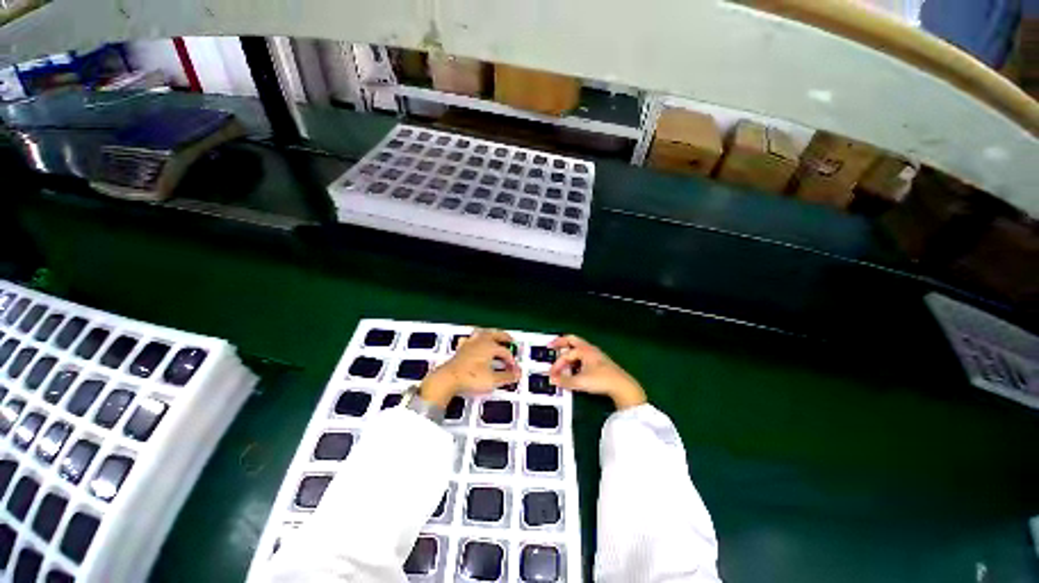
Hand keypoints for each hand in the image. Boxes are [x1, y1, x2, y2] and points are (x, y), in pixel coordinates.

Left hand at [420, 329, 519, 407]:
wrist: (448, 379)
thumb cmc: (470, 378)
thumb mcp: (493, 380)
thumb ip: (507, 376)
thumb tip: (517, 374)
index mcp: (490, 346)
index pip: (505, 351)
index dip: (511, 360)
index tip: (513, 369)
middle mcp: (480, 341)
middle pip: (496, 334)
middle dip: (504, 337)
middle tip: (510, 340)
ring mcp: (469, 343)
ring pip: (482, 333)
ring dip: (490, 333)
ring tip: (494, 335)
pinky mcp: (460, 349)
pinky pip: (469, 339)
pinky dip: (474, 339)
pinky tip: (473, 342)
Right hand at [548, 335, 646, 409]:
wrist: (622, 387)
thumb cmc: (602, 380)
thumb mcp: (580, 382)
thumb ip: (565, 381)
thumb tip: (554, 380)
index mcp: (584, 350)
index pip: (566, 355)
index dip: (557, 364)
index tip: (552, 374)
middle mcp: (590, 349)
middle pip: (571, 340)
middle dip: (560, 342)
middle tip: (551, 345)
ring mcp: (596, 355)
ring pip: (578, 348)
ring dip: (568, 351)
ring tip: (561, 356)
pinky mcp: (599, 362)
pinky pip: (583, 355)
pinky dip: (575, 358)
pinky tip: (574, 366)